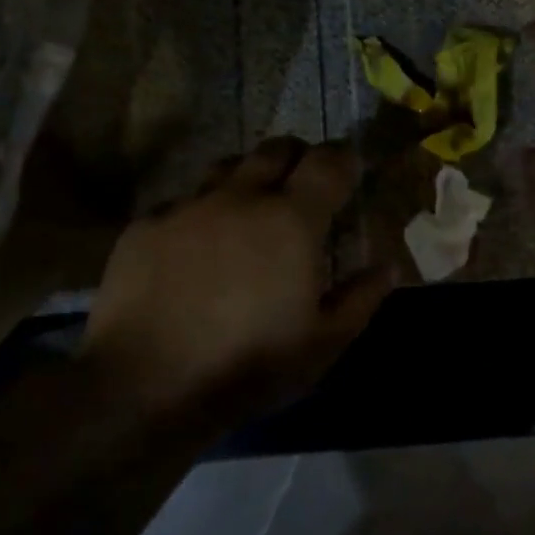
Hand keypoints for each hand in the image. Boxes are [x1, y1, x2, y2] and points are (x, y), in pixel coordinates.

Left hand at [85, 138, 395, 421]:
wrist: (146, 386)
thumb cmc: (249, 365)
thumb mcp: (323, 344)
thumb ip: (362, 298)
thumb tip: (388, 266)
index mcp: (292, 219)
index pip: (328, 162)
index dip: (344, 159)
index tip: (349, 172)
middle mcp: (241, 197)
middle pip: (275, 148)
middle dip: (296, 158)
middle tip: (302, 188)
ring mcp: (188, 207)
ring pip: (225, 168)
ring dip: (246, 180)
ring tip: (248, 213)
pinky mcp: (145, 226)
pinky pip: (181, 204)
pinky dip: (199, 216)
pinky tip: (193, 251)